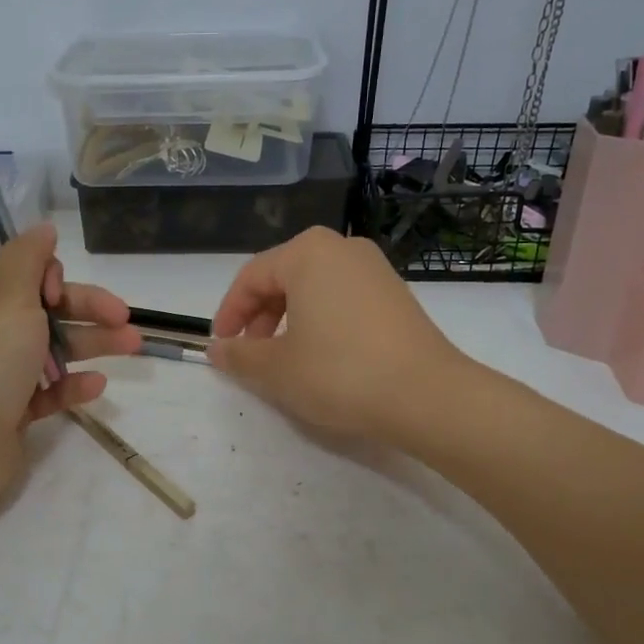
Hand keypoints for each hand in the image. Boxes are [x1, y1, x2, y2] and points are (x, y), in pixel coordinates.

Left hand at [0, 223, 139, 519]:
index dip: (42, 273)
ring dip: (90, 343)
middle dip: (84, 309)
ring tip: (134, 345)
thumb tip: (41, 227)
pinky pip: (44, 388)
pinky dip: (70, 384)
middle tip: (124, 315)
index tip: (57, 289)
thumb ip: (28, 257)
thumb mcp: (7, 295)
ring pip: (48, 347)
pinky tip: (97, 385)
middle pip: (39, 307)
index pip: (9, 267)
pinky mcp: (6, 408)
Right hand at [209, 227, 471, 447]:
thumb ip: (239, 355)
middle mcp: (342, 248)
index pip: (251, 277)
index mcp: (307, 253)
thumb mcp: (276, 368)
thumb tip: (217, 349)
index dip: (229, 313)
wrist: (426, 395)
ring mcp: (375, 269)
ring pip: (314, 288)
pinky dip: (321, 320)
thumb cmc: (339, 372)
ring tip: (284, 358)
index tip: (221, 345)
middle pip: (284, 277)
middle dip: (259, 316)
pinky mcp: (396, 293)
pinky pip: (342, 298)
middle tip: (251, 353)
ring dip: (289, 319)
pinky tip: (323, 356)